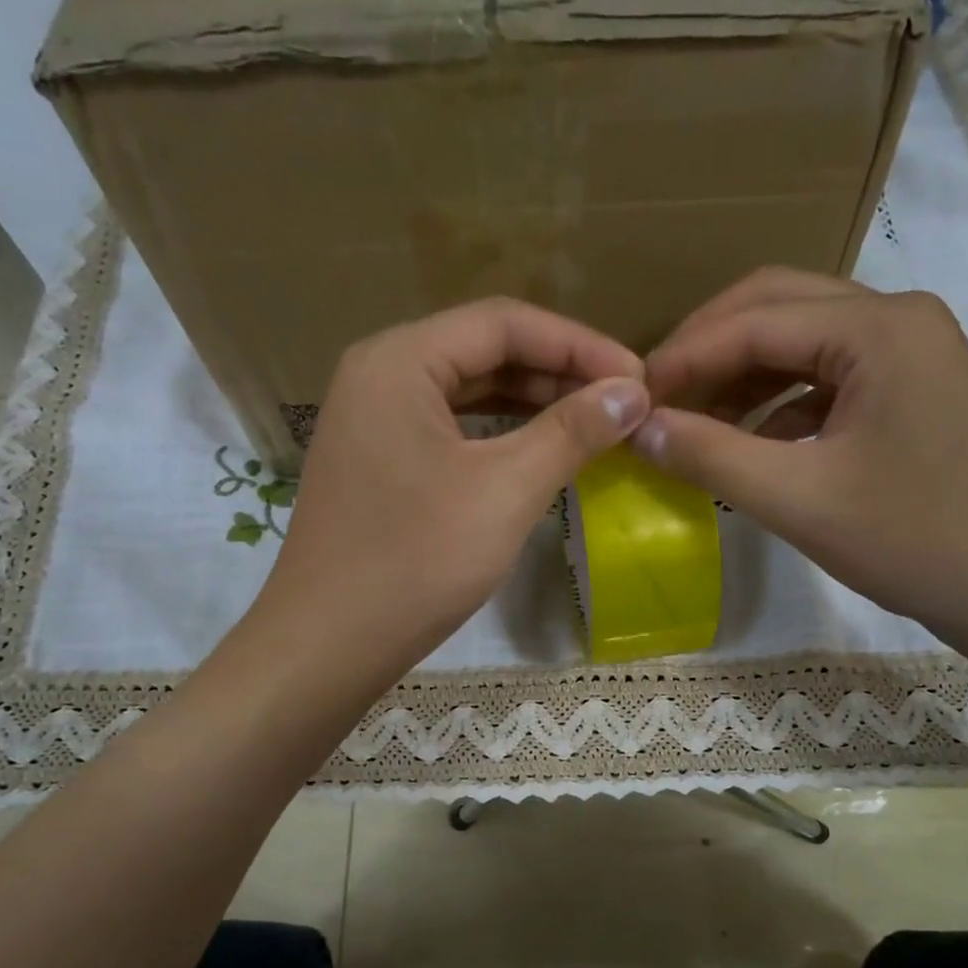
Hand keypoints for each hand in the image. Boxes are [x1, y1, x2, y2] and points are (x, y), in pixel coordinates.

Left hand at [256, 298, 649, 680]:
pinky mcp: (377, 461)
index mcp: (400, 360)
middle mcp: (379, 374)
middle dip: (558, 373)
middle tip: (621, 403)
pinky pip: (449, 428)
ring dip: (531, 403)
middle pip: (483, 351)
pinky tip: (538, 451)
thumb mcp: (506, 490)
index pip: (504, 323)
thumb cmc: (417, 561)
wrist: (329, 644)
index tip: (638, 378)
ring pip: (467, 391)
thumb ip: (572, 432)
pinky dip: (498, 434)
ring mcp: (372, 419)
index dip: (579, 345)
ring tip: (592, 423)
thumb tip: (633, 392)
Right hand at [635, 268, 967, 644]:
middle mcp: (900, 318)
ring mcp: (915, 352)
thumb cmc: (913, 541)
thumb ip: (710, 457)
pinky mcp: (916, 389)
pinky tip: (750, 440)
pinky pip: (830, 376)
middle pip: (780, 307)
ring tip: (693, 421)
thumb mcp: (797, 500)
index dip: (683, 358)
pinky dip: (781, 401)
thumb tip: (638, 428)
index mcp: (879, 328)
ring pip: (805, 341)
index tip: (631, 400)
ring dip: (743, 374)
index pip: (755, 321)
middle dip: (710, 349)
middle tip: (657, 396)